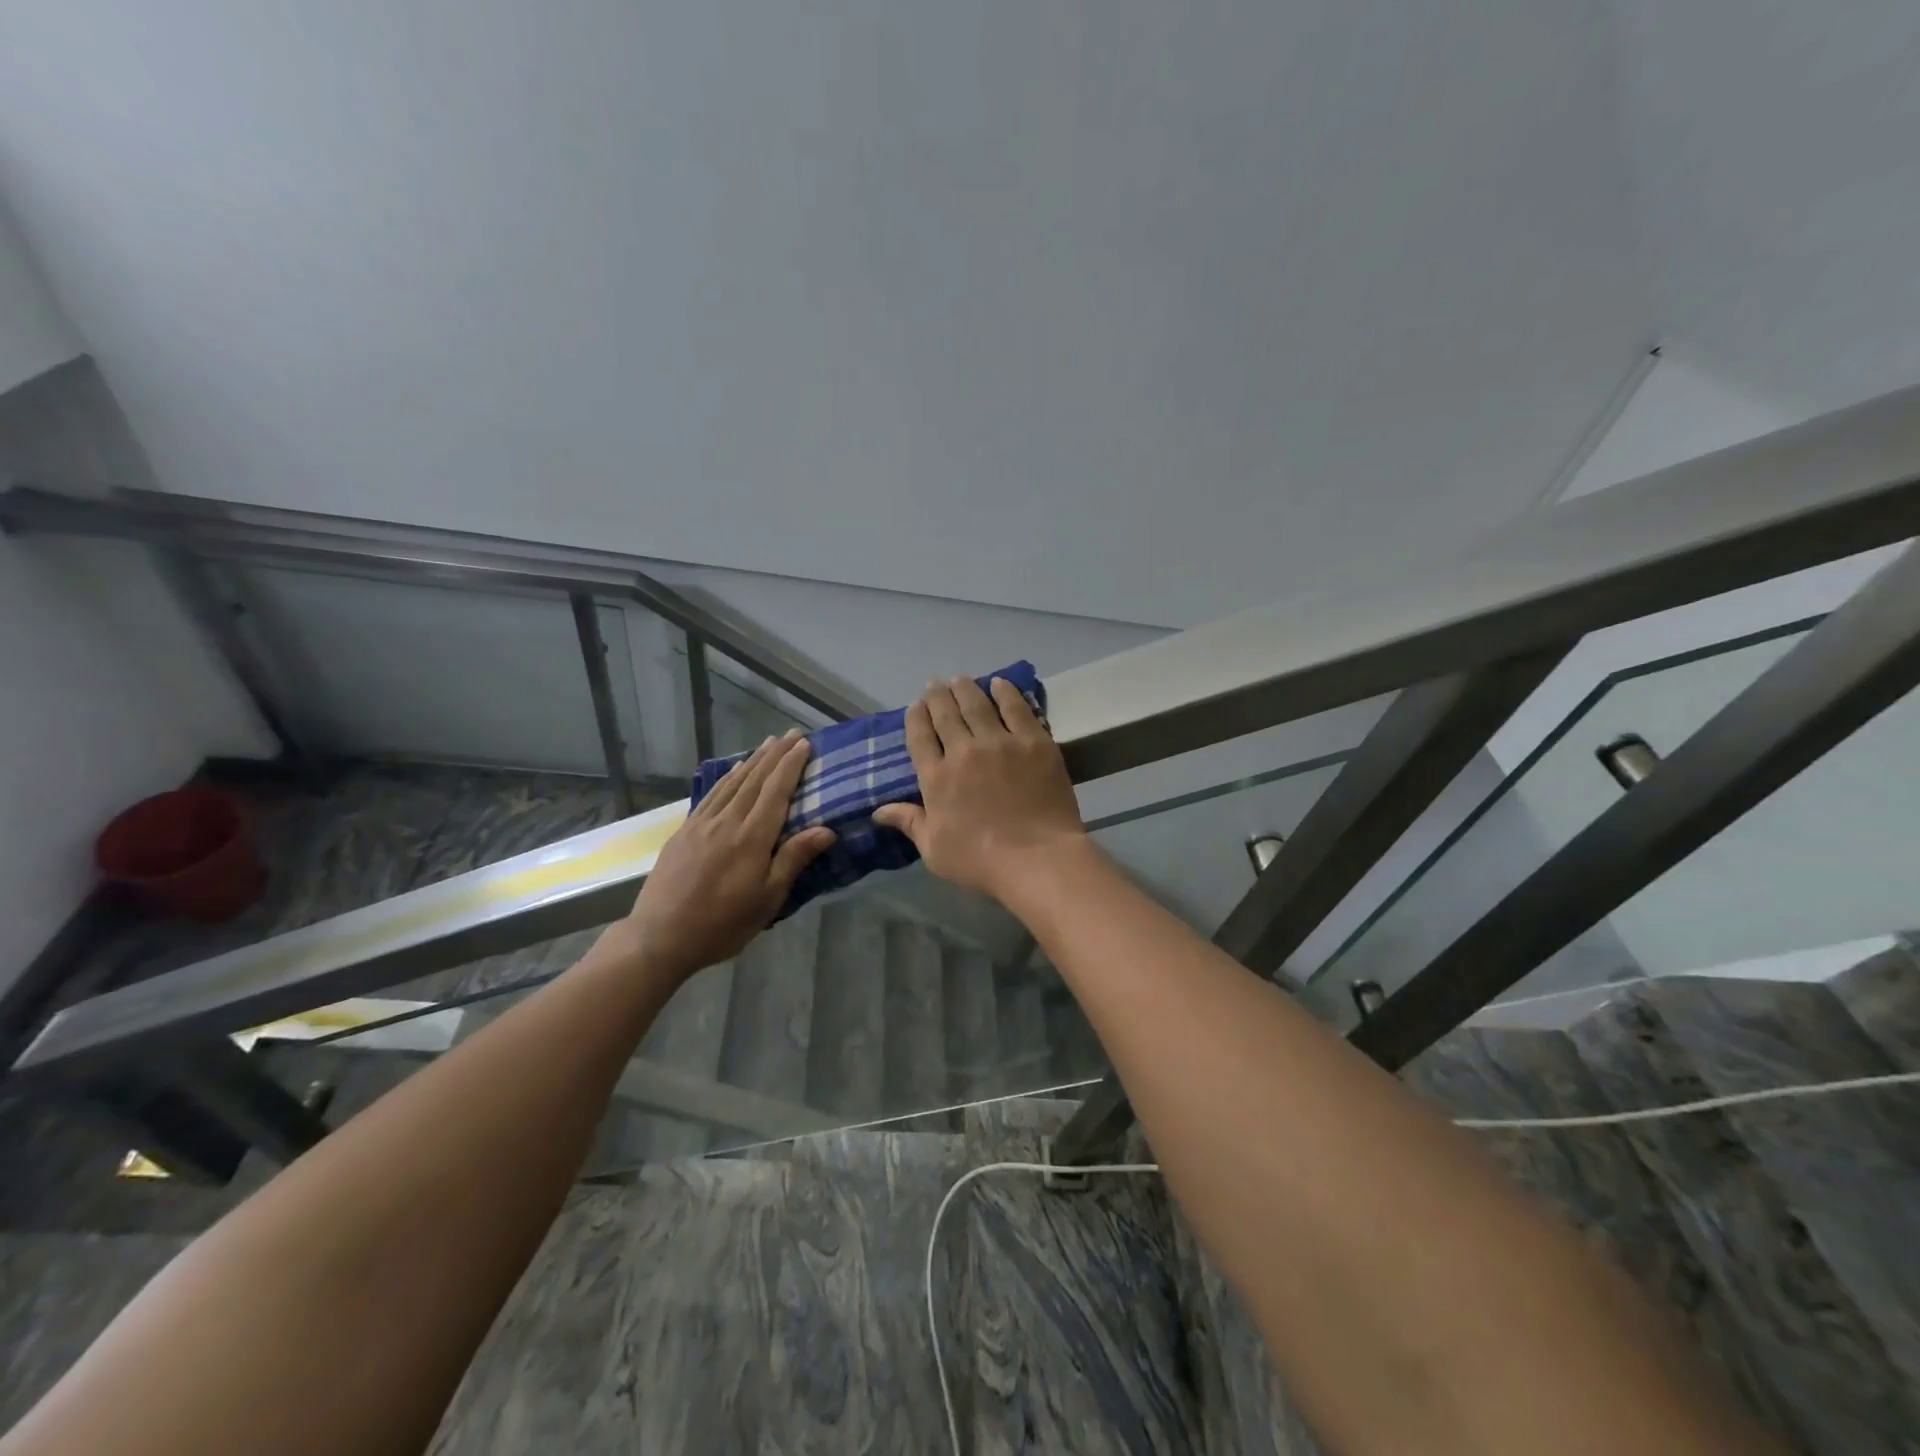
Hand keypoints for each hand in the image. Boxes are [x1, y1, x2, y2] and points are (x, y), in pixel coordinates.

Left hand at [623, 731, 835, 983]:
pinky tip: (734, 770)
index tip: (805, 744)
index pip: (776, 792)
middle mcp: (728, 822)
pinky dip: (726, 778)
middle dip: (776, 755)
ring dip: (753, 761)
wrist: (661, 936)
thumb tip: (827, 830)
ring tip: (768, 743)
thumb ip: (793, 859)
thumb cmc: (722, 923)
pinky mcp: (684, 832)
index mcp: (752, 838)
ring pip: (733, 783)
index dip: (791, 766)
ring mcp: (702, 824)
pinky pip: (711, 795)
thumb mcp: (767, 899)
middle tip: (792, 734)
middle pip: (756, 780)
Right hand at [874, 677, 1087, 904]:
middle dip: (938, 696)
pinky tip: (1000, 683)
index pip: (920, 737)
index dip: (916, 717)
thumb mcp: (934, 850)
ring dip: (966, 688)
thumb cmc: (981, 861)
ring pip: (978, 704)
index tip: (916, 706)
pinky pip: (1016, 708)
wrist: (1037, 858)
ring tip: (961, 679)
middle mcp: (963, 751)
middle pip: (946, 713)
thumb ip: (909, 823)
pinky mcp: (1034, 742)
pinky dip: (1006, 692)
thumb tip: (878, 811)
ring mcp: (1000, 743)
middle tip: (936, 685)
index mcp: (936, 777)